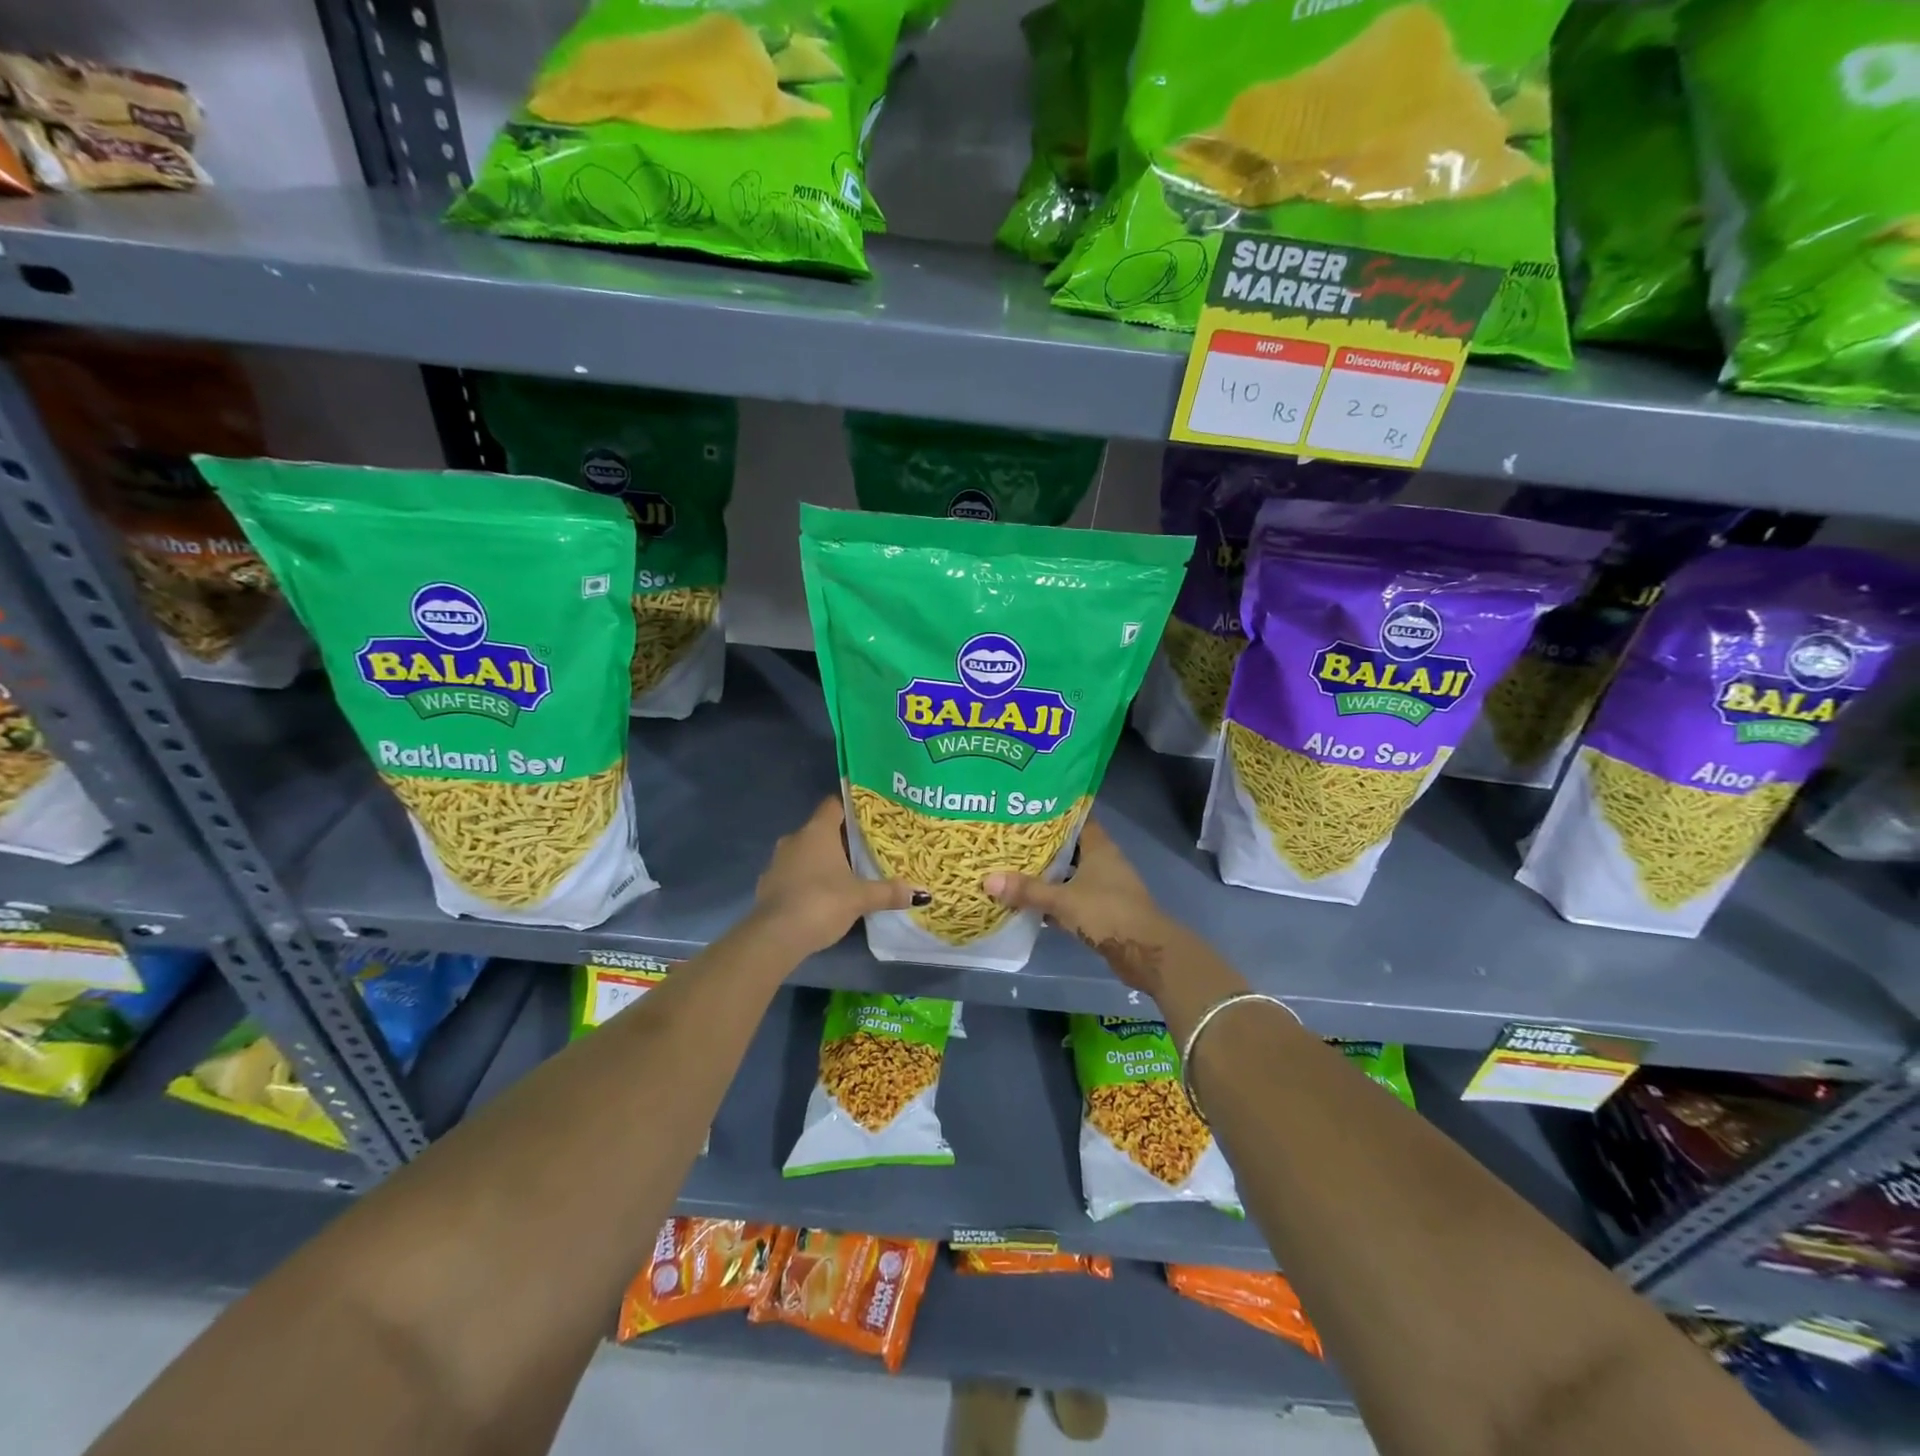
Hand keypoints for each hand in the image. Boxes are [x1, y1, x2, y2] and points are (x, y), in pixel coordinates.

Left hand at [752, 797, 924, 955]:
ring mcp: (778, 862)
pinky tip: (823, 897)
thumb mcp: (861, 898)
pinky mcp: (768, 886)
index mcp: (817, 831)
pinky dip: (808, 880)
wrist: (775, 936)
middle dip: (843, 839)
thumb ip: (889, 892)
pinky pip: (794, 874)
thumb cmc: (821, 902)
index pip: (834, 804)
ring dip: (824, 861)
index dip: (852, 807)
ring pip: (806, 853)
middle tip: (867, 849)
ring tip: (848, 875)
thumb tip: (921, 893)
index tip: (870, 816)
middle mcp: (795, 839)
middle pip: (822, 830)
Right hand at [983, 819, 1178, 993]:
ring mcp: (1105, 886)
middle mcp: (1104, 861)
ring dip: (1048, 873)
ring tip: (1013, 867)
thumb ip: (1027, 890)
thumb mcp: (1063, 900)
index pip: (1075, 818)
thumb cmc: (1107, 912)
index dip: (1053, 812)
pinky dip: (1055, 898)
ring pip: (1070, 873)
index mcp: (1099, 846)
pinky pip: (1073, 896)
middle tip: (1010, 839)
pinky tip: (1031, 901)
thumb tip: (987, 880)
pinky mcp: (1102, 909)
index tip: (1025, 808)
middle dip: (1042, 845)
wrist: (1145, 952)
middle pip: (1070, 846)